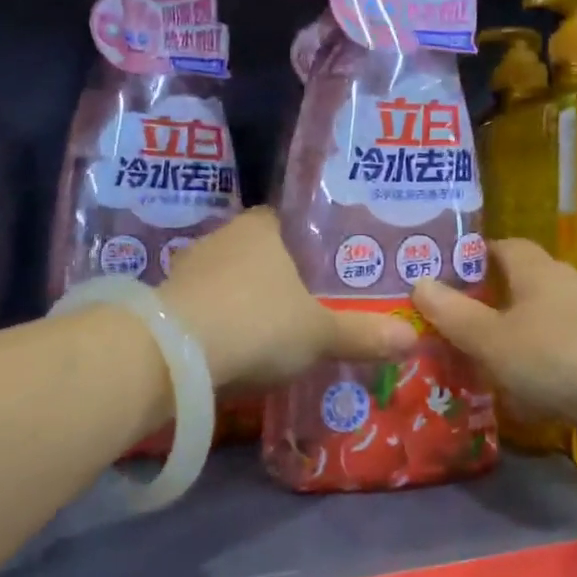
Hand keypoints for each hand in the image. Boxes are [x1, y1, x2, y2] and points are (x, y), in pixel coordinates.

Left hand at [158, 208, 415, 385]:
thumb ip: (362, 334)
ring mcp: (187, 269)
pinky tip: (229, 348)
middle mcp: (221, 238)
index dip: (302, 243)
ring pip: (224, 280)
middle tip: (300, 304)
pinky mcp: (163, 302)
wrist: (175, 354)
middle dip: (273, 275)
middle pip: (254, 251)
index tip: (318, 268)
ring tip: (266, 331)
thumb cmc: (259, 323)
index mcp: (260, 229)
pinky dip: (216, 323)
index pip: (283, 221)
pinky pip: (201, 307)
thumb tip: (413, 338)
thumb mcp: (319, 334)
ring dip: (240, 300)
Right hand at [411, 240, 576, 461]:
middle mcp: (562, 293)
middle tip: (443, 324)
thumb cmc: (556, 355)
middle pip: (517, 290)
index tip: (442, 272)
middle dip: (483, 306)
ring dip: (504, 346)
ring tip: (465, 365)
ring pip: (532, 331)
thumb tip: (419, 283)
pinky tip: (510, 400)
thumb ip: (453, 314)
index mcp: (537, 272)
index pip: (504, 247)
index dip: (474, 256)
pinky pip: (551, 365)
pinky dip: (529, 378)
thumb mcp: (491, 337)